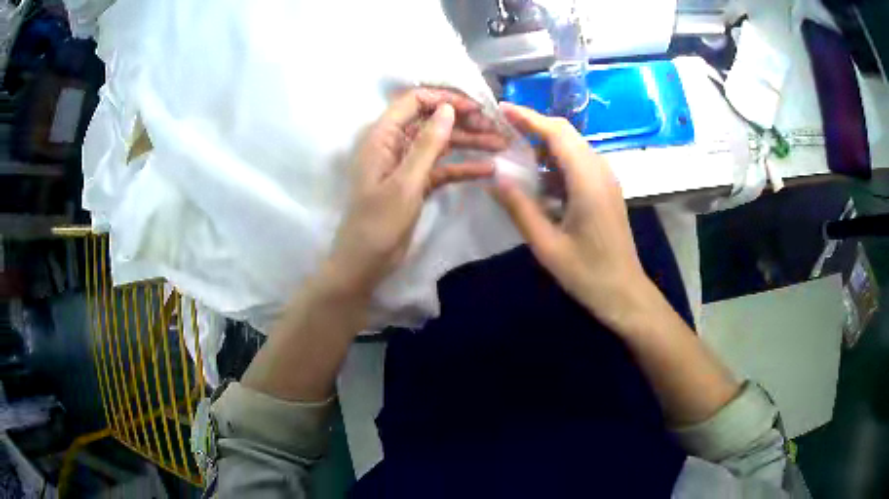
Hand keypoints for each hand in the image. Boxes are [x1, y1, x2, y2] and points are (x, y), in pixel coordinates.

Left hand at [325, 88, 505, 296]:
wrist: (365, 263)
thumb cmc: (378, 223)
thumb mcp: (405, 182)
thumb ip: (427, 144)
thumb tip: (447, 109)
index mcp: (382, 137)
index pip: (413, 101)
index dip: (444, 99)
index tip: (475, 107)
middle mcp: (394, 144)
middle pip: (431, 121)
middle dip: (463, 121)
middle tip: (495, 128)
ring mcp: (407, 164)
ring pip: (441, 144)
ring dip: (469, 142)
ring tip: (501, 144)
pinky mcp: (417, 183)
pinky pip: (442, 168)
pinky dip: (463, 168)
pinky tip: (488, 170)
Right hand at [490, 103, 653, 330]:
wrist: (624, 292)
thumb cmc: (587, 273)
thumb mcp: (547, 245)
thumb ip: (519, 208)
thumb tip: (493, 178)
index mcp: (587, 180)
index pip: (556, 133)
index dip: (528, 118)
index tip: (501, 110)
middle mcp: (600, 171)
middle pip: (566, 134)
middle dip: (534, 126)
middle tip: (502, 130)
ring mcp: (605, 180)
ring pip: (572, 148)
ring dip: (544, 146)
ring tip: (513, 154)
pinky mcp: (605, 191)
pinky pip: (578, 165)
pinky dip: (555, 164)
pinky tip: (537, 180)